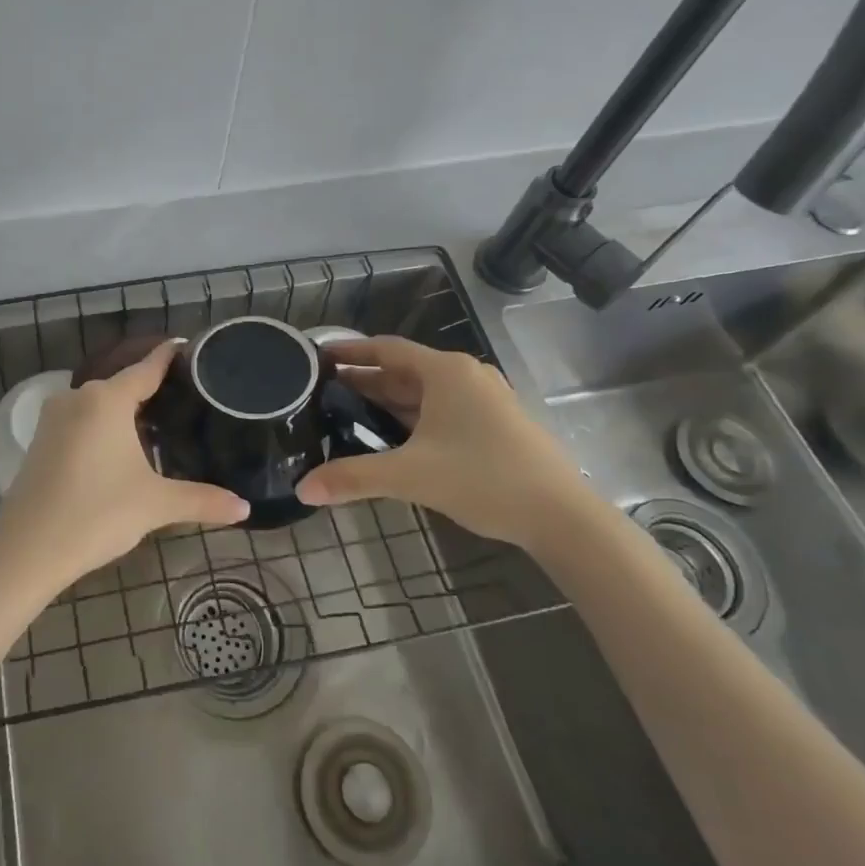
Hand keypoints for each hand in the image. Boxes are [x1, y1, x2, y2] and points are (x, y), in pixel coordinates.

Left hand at [0, 339, 249, 592]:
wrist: (27, 550)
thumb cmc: (97, 514)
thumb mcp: (155, 505)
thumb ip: (202, 500)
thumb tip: (245, 508)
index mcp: (107, 400)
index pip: (146, 368)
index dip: (168, 357)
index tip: (186, 346)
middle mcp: (77, 397)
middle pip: (122, 386)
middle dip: (150, 391)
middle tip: (185, 400)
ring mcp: (53, 418)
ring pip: (98, 405)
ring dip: (123, 412)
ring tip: (157, 425)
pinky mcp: (39, 440)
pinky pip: (80, 421)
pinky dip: (101, 427)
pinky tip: (118, 449)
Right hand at [295, 336, 595, 548]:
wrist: (562, 516)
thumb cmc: (484, 479)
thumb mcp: (411, 476)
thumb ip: (353, 478)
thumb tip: (302, 489)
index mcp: (446, 372)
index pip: (387, 349)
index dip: (350, 351)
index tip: (319, 356)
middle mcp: (465, 376)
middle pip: (403, 370)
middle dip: (364, 380)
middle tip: (322, 391)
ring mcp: (484, 400)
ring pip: (424, 393)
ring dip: (387, 401)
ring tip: (347, 413)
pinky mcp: (495, 424)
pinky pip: (442, 410)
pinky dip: (412, 417)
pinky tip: (392, 438)